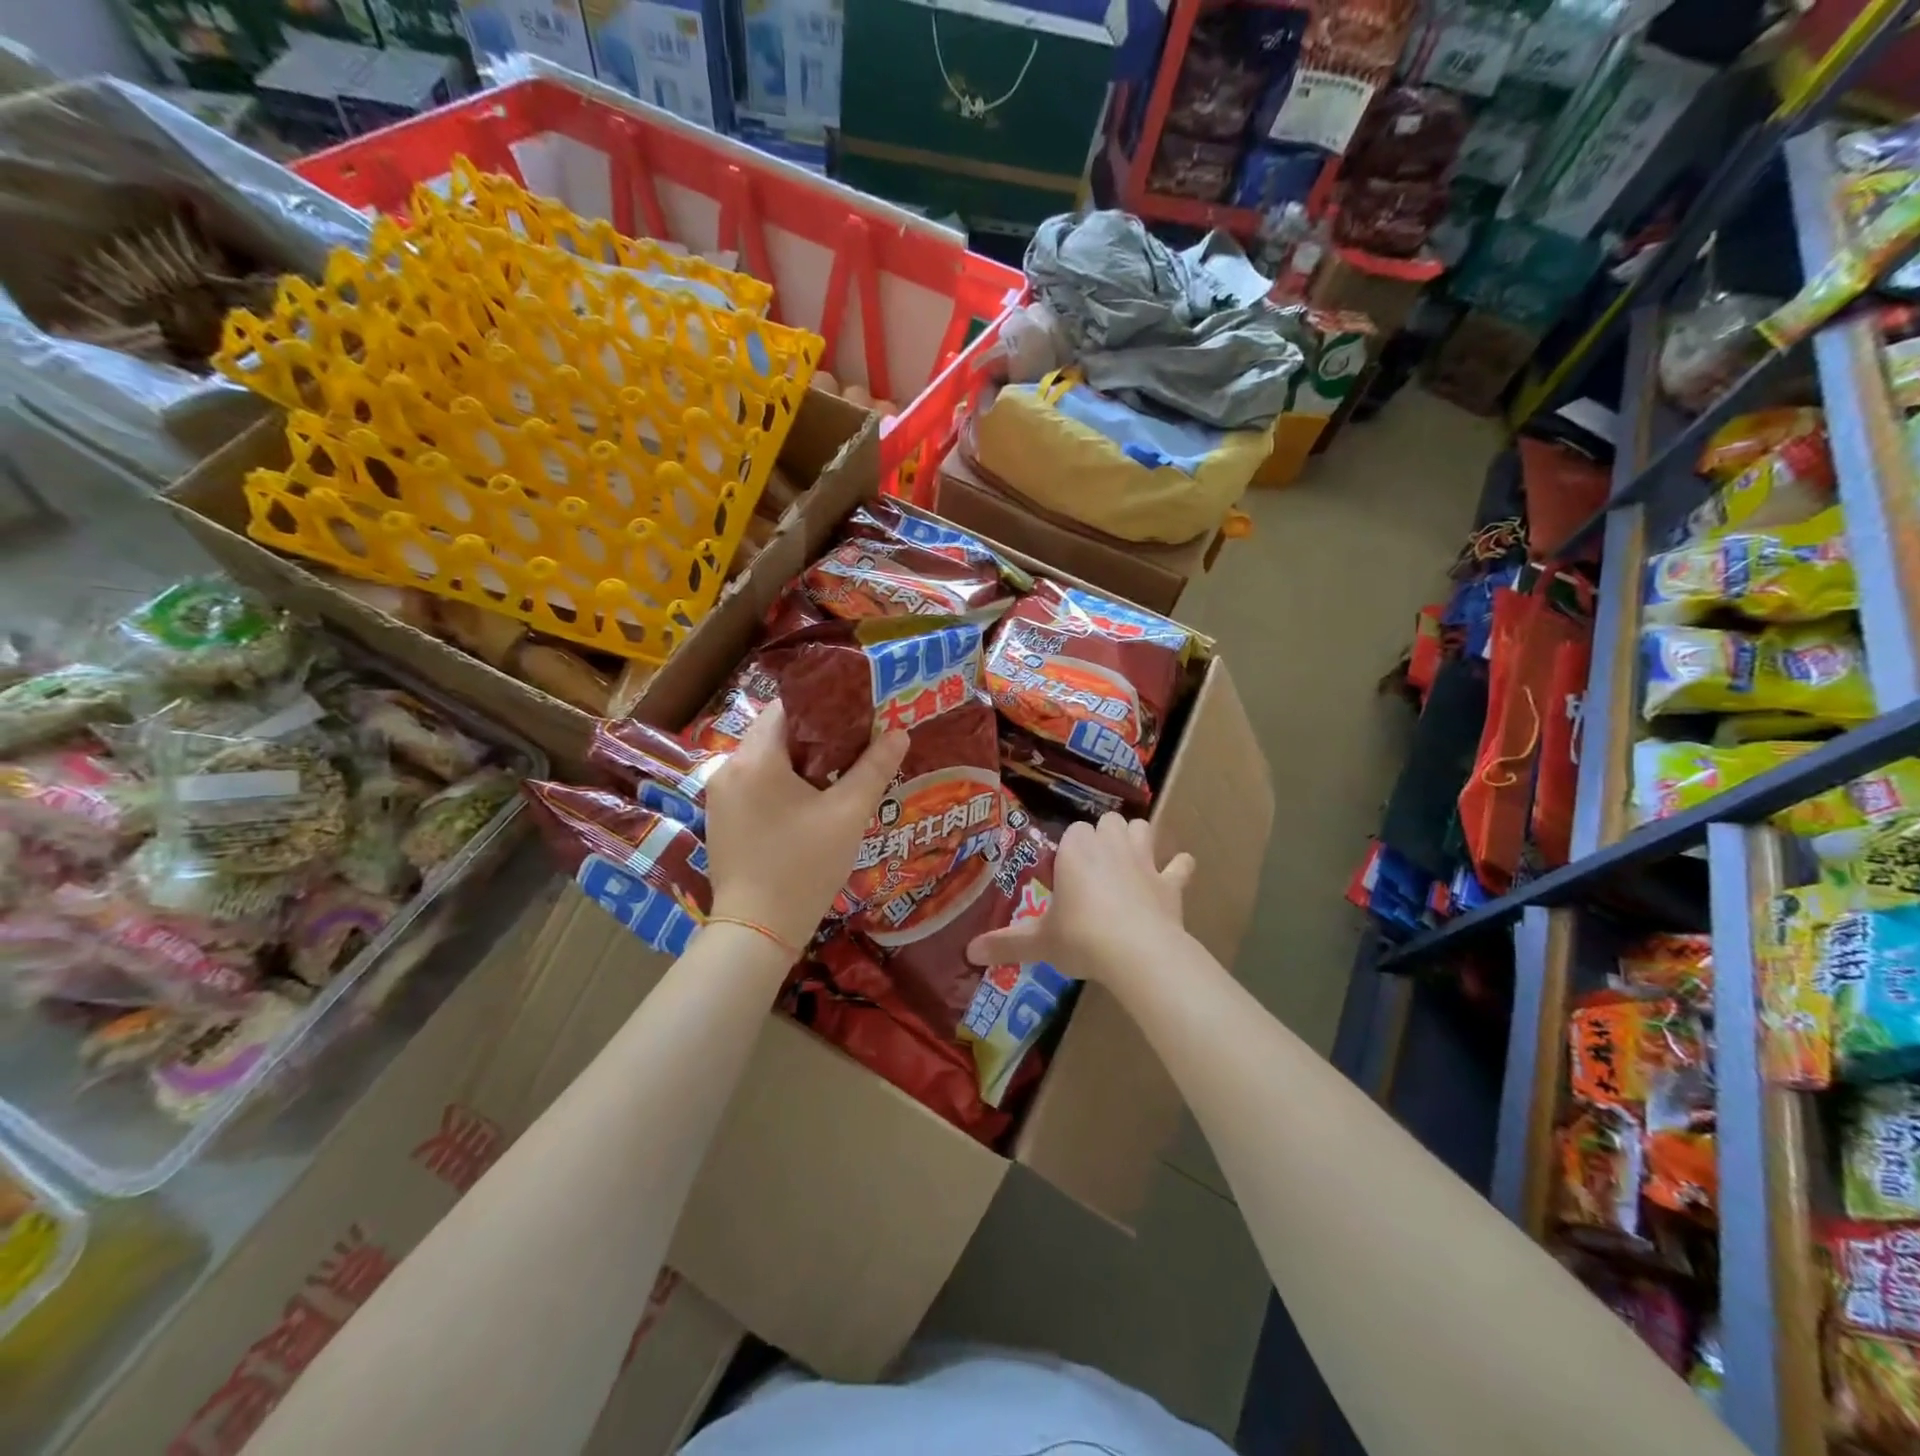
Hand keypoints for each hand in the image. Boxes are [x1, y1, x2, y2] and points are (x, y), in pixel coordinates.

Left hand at [704, 702, 908, 952]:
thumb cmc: (804, 867)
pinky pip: (755, 784)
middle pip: (776, 733)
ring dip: (800, 761)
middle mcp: (729, 768)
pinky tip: (810, 804)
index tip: (856, 717)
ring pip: (766, 760)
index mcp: (756, 758)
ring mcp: (720, 796)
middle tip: (856, 746)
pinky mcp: (721, 819)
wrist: (757, 931)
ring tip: (839, 774)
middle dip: (816, 736)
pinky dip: (782, 783)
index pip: (787, 707)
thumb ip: (874, 768)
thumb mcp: (848, 815)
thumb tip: (899, 732)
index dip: (824, 706)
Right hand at [966, 812, 1193, 981]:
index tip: (1064, 874)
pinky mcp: (1170, 882)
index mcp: (1075, 850)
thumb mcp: (1039, 942)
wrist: (1137, 952)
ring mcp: (1144, 860)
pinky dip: (1179, 868)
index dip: (1069, 850)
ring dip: (1138, 839)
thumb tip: (969, 952)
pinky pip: (1180, 865)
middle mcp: (1109, 845)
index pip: (1071, 832)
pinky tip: (1177, 872)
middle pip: (1108, 822)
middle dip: (1103, 836)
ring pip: (1142, 829)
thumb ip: (1006, 943)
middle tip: (1095, 866)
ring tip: (1130, 858)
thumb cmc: (1081, 937)